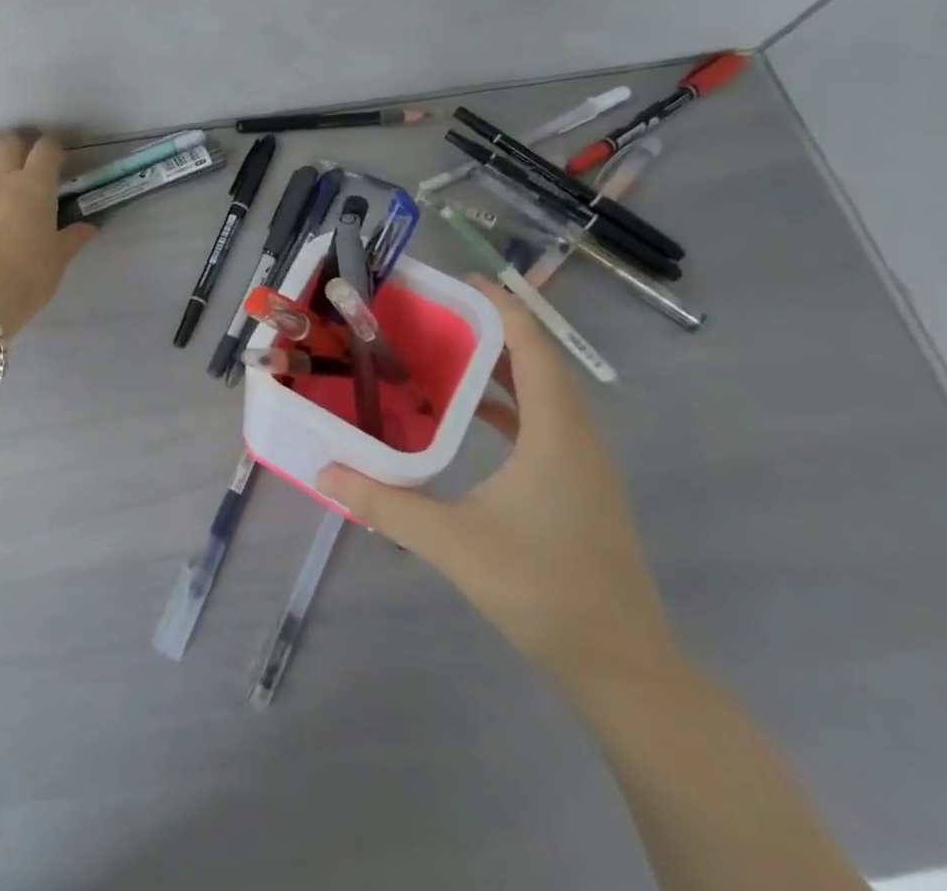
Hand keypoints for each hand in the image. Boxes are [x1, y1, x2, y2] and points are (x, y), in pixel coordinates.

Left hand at [0, 133, 96, 333]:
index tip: (57, 160)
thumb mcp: (57, 260)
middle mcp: (0, 179)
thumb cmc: (26, 278)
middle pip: (7, 143)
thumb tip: (89, 227)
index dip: (53, 148)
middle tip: (24, 164)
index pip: (45, 149)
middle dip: (17, 147)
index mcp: (34, 186)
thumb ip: (72, 239)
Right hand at [318, 277, 677, 685]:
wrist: (621, 665)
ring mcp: (584, 464)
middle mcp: (577, 438)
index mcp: (556, 434)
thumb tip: (326, 471)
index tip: (462, 281)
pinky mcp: (580, 487)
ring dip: (503, 364)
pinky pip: (545, 422)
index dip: (502, 308)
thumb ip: (385, 504)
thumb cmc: (541, 590)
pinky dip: (510, 402)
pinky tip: (472, 412)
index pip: (534, 349)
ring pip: (545, 392)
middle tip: (439, 309)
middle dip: (494, 327)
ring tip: (449, 348)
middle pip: (540, 362)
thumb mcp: (452, 543)